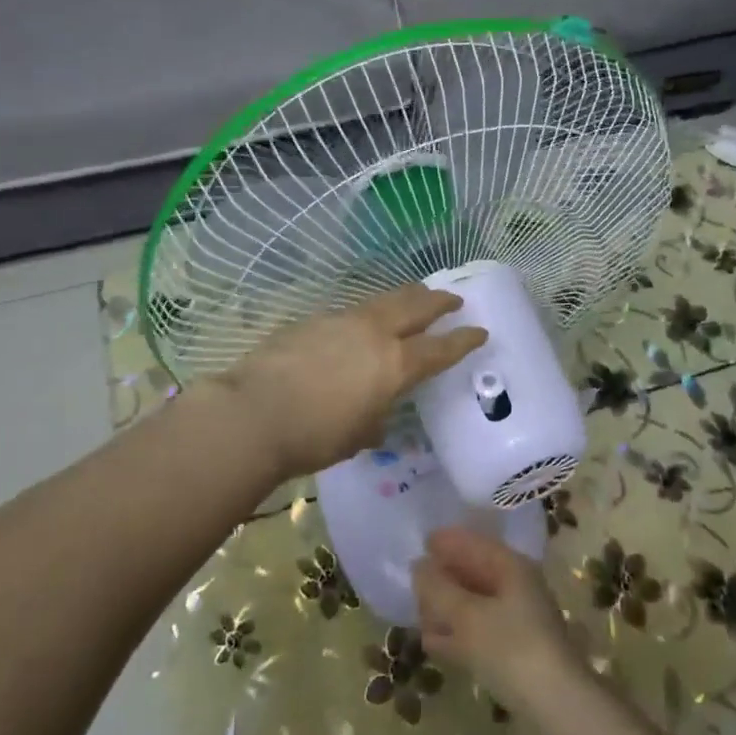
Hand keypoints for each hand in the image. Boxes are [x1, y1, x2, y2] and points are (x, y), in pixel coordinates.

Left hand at [212, 285, 486, 481]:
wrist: (254, 412)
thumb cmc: (314, 436)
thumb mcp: (357, 436)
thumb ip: (375, 420)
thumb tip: (376, 417)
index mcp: (394, 364)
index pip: (439, 348)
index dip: (463, 340)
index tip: (480, 331)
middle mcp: (374, 333)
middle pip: (415, 306)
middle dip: (438, 301)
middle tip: (453, 299)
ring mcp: (342, 321)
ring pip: (383, 301)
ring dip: (404, 299)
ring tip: (413, 298)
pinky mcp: (313, 320)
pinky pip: (351, 313)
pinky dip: (366, 315)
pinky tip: (358, 327)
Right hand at [413, 527, 584, 714]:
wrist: (555, 706)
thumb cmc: (510, 647)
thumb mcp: (466, 615)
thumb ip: (438, 589)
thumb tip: (418, 566)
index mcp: (511, 566)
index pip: (475, 543)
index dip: (448, 541)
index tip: (420, 542)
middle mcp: (517, 586)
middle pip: (475, 573)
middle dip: (445, 577)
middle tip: (414, 584)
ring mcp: (519, 620)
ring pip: (475, 604)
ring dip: (448, 608)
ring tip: (418, 615)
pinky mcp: (516, 651)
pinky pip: (479, 631)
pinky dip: (457, 633)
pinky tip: (433, 643)